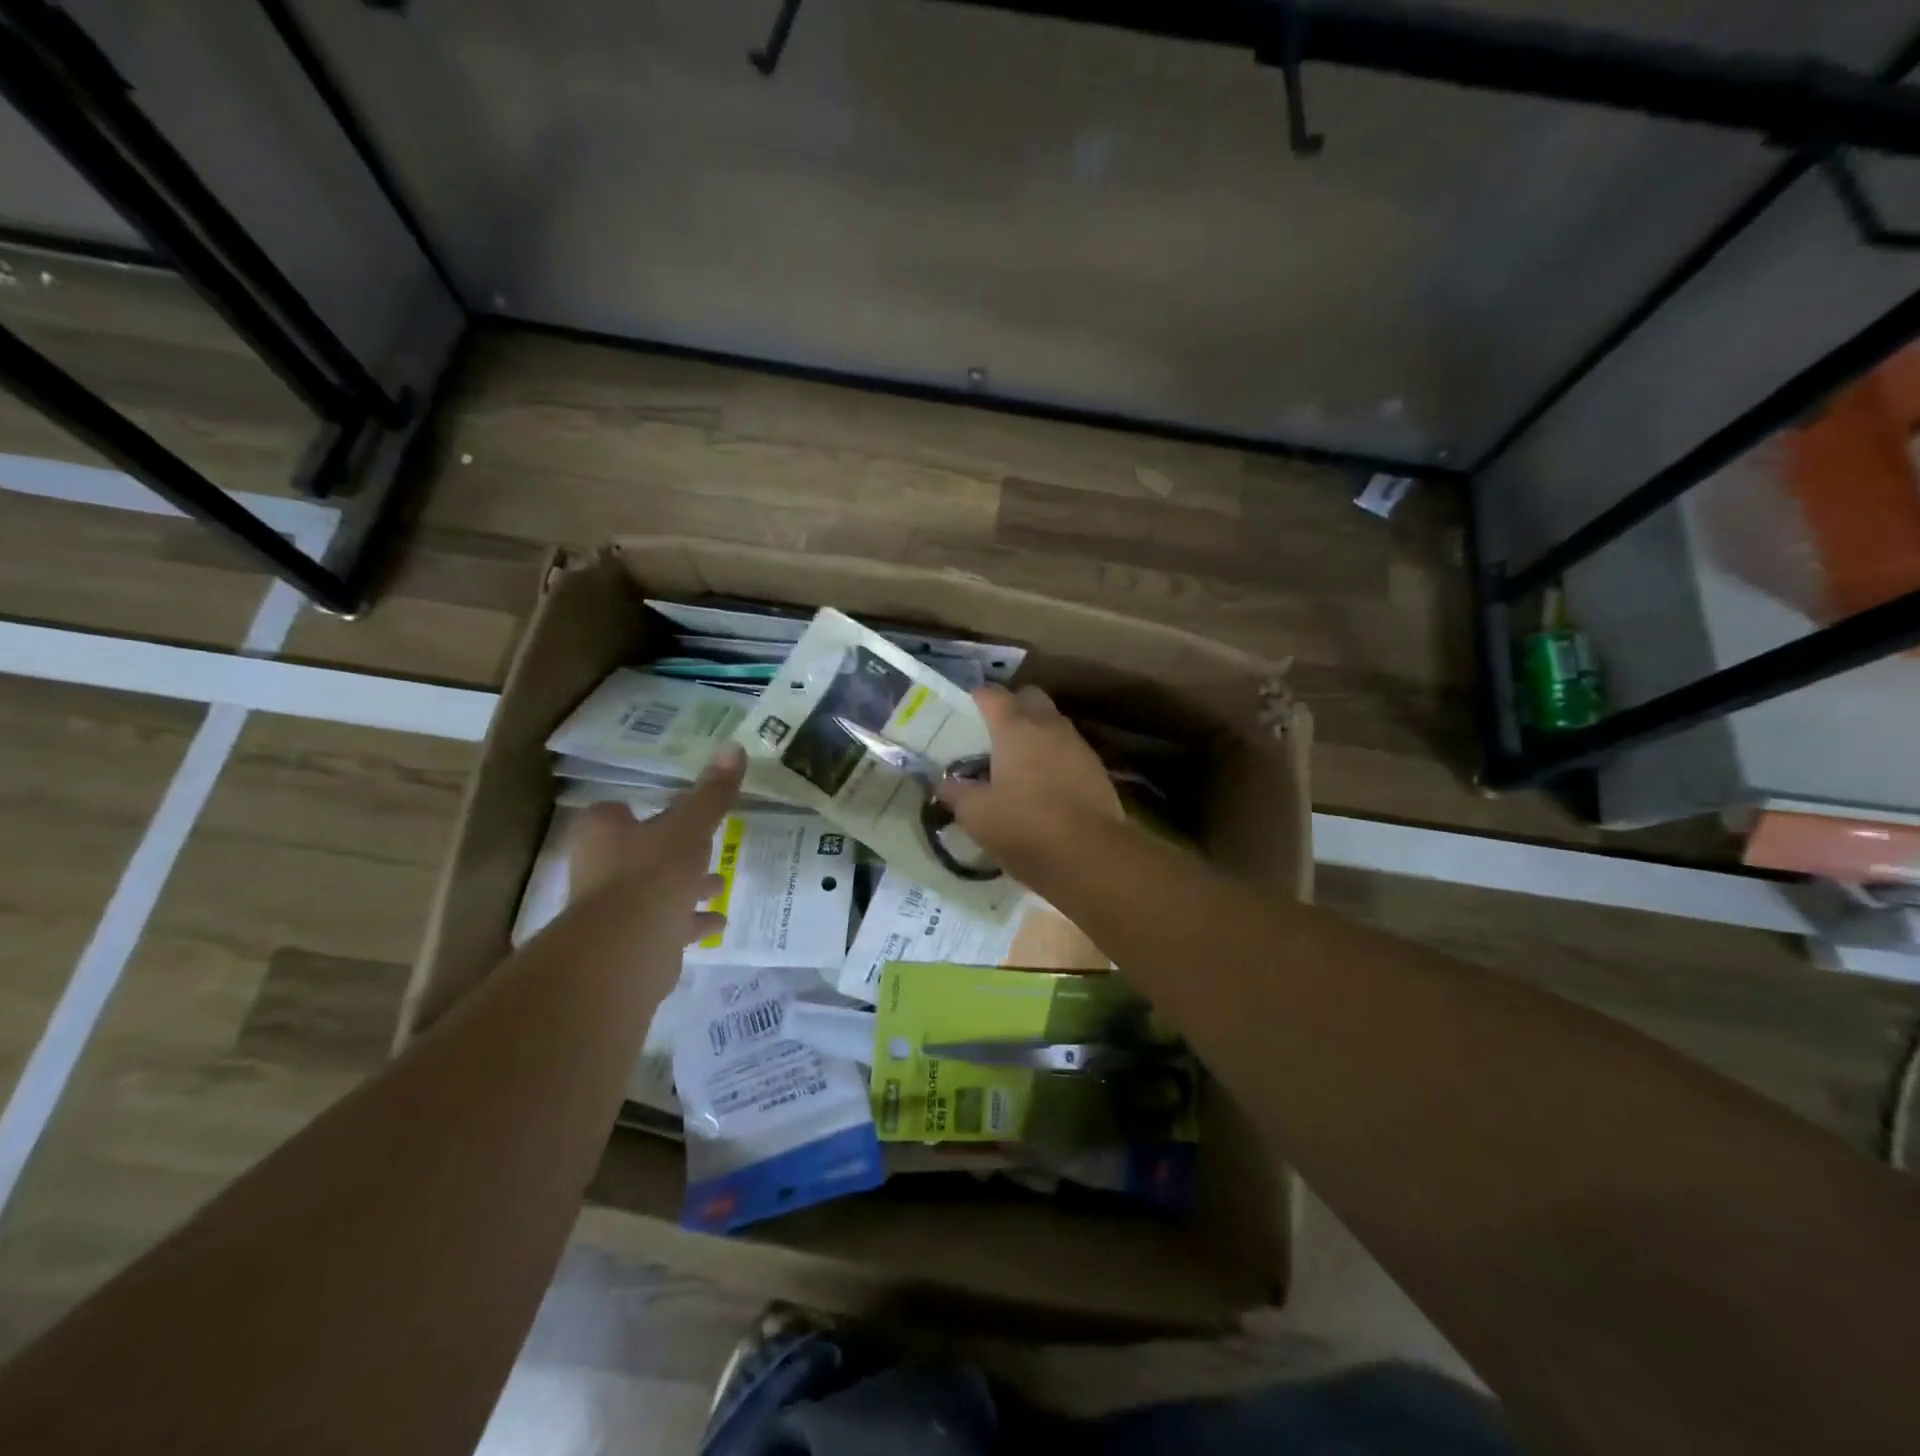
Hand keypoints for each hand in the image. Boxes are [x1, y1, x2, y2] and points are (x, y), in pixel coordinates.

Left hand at [568, 743, 744, 945]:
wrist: (625, 951)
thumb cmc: (653, 873)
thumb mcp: (691, 826)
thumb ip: (712, 793)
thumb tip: (734, 746)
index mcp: (603, 831)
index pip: (618, 811)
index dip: (643, 809)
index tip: (677, 810)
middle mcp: (599, 867)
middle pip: (638, 851)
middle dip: (673, 851)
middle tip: (707, 846)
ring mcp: (611, 909)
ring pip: (654, 889)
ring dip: (686, 887)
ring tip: (721, 884)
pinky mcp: (628, 943)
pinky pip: (665, 925)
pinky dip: (690, 922)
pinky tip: (718, 922)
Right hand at [936, 685, 1122, 879]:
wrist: (1090, 855)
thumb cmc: (1024, 826)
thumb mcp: (976, 815)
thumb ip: (955, 793)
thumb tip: (944, 784)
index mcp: (1015, 728)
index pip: (992, 694)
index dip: (976, 698)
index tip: (965, 710)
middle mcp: (1049, 726)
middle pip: (1030, 697)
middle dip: (1013, 706)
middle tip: (994, 733)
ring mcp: (1078, 746)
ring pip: (1054, 723)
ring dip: (1037, 733)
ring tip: (1019, 762)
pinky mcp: (1097, 770)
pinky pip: (1070, 751)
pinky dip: (1055, 758)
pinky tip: (1045, 785)